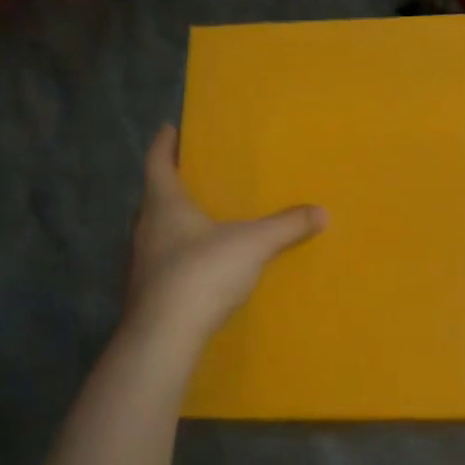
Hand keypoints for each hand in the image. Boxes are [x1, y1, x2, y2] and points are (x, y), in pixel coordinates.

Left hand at [123, 126, 325, 347]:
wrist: (165, 336)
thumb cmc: (202, 273)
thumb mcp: (252, 244)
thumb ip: (286, 226)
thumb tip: (321, 212)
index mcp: (164, 204)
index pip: (157, 162)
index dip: (164, 143)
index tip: (170, 128)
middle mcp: (146, 228)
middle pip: (155, 196)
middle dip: (173, 184)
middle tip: (195, 175)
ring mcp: (143, 262)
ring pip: (158, 231)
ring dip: (175, 221)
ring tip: (202, 218)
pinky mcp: (148, 291)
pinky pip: (165, 261)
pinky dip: (180, 254)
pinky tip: (201, 264)